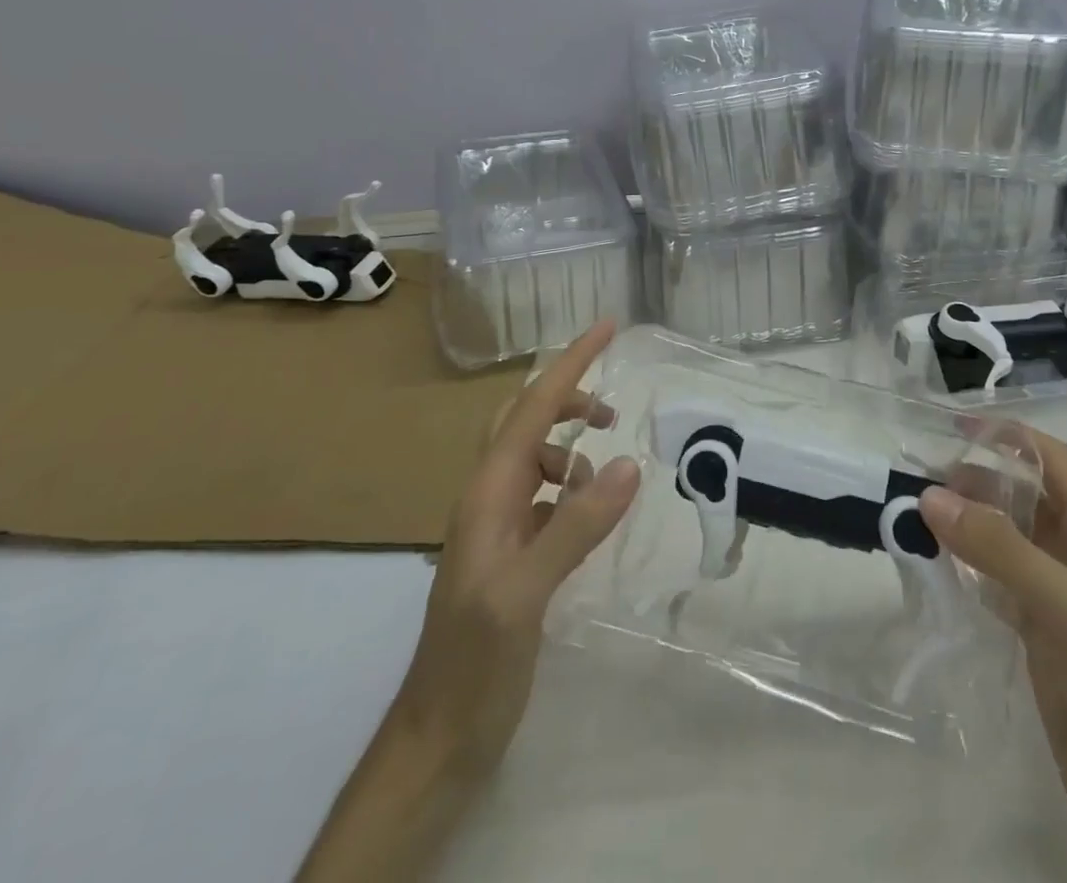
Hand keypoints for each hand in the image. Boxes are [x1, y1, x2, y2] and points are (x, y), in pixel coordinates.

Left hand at [399, 319, 641, 777]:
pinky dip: (570, 488)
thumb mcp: (526, 594)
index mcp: (487, 493)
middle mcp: (488, 498)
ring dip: (571, 450)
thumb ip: (576, 526)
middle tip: (613, 406)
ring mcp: (497, 527)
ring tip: (605, 476)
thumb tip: (627, 464)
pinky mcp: (510, 554)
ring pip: (534, 458)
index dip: (571, 364)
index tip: (607, 327)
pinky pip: (543, 496)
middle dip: (567, 398)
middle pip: (524, 421)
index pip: (532, 409)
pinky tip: (589, 513)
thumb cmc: (475, 663)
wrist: (439, 739)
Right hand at [920, 432, 1066, 882]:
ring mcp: (1059, 603)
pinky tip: (936, 569)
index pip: (1052, 462)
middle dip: (977, 481)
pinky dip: (967, 572)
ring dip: (967, 525)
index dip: (1008, 437)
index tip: (952, 426)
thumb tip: (932, 495)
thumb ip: (1000, 549)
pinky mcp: (1041, 643)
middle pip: (1024, 500)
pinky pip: (997, 589)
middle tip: (919, 476)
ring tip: (916, 514)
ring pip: (1006, 543)